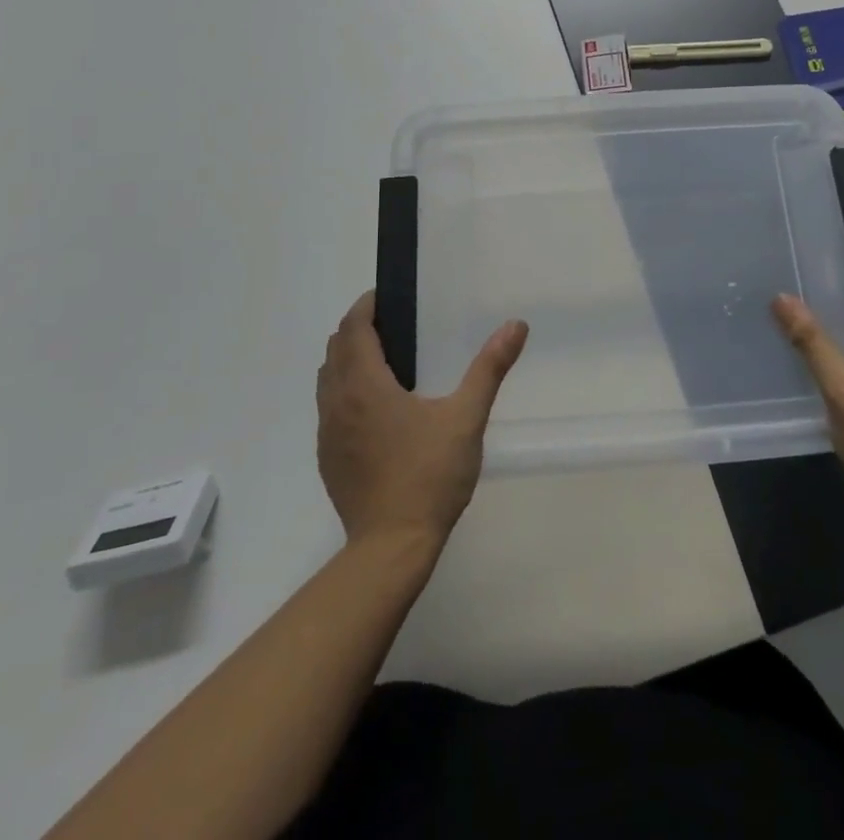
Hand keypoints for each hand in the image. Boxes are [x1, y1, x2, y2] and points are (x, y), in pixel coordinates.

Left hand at [317, 291, 528, 547]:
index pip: (353, 328)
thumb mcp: (466, 417)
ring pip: (327, 378)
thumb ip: (489, 368)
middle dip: (357, 328)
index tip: (386, 295)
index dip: (366, 306)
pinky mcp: (327, 458)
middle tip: (392, 322)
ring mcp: (328, 432)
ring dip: (347, 358)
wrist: (391, 547)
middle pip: (336, 349)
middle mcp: (337, 402)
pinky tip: (374, 407)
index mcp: (365, 385)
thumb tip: (515, 325)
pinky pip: (328, 407)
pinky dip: (343, 389)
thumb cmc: (429, 476)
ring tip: (382, 358)